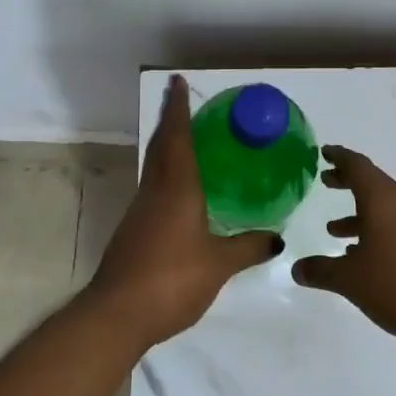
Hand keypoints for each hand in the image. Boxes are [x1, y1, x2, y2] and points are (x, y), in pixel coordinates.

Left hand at [88, 75, 284, 347]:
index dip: (178, 109)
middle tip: (184, 103)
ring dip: (168, 146)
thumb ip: (248, 247)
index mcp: (177, 188)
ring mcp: (141, 211)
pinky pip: (154, 188)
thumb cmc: (172, 279)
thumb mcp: (219, 264)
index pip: (178, 138)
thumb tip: (277, 237)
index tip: (177, 82)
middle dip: (171, 121)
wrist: (118, 313)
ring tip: (189, 140)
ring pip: (155, 167)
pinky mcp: (134, 230)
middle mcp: (155, 191)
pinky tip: (182, 190)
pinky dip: (167, 175)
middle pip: (162, 146)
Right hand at [292, 145, 395, 349]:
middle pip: (373, 183)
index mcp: (383, 201)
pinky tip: (364, 254)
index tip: (323, 152)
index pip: (358, 166)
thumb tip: (296, 269)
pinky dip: (377, 228)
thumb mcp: (350, 280)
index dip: (339, 157)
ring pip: (386, 206)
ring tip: (334, 229)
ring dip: (360, 212)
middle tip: (325, 181)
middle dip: (347, 181)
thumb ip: (320, 271)